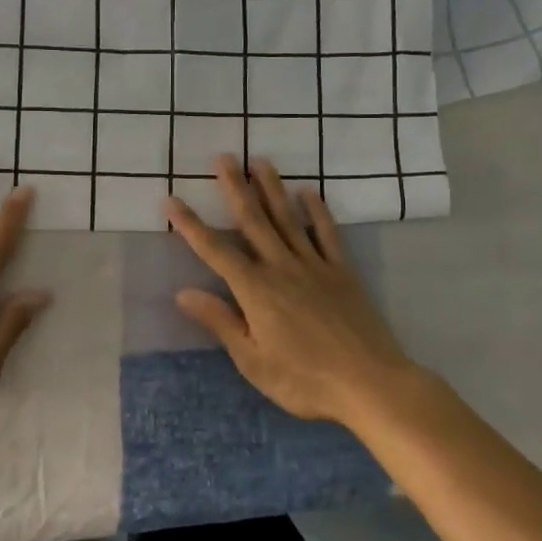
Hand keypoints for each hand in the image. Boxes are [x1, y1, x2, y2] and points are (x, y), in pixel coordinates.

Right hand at [165, 155, 417, 428]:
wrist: (371, 383)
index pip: (215, 251)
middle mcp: (282, 268)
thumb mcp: (253, 361)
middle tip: (223, 157)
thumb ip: (220, 322)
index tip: (171, 200)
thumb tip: (183, 293)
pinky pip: (326, 234)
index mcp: (256, 290)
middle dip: (235, 188)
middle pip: (254, 221)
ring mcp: (315, 266)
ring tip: (259, 160)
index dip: (190, 225)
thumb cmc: (305, 380)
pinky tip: (308, 192)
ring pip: (288, 219)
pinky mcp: (342, 272)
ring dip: (272, 188)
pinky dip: (317, 211)